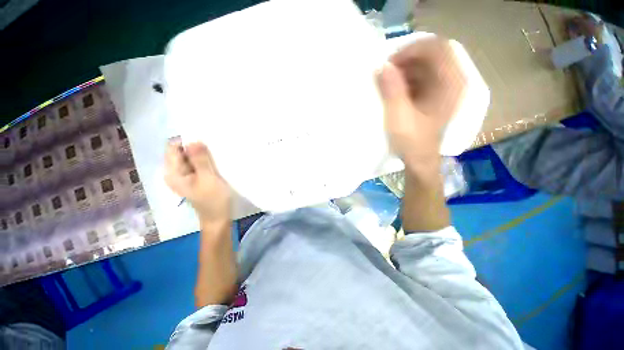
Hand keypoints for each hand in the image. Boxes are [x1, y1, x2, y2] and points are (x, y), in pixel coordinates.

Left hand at [165, 140, 230, 222]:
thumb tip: (193, 141)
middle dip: (197, 148)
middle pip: (182, 152)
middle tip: (214, 148)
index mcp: (173, 173)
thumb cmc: (213, 200)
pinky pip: (197, 164)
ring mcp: (186, 176)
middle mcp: (176, 172)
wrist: (218, 218)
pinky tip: (216, 161)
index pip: (174, 148)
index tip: (205, 141)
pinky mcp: (195, 179)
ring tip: (217, 154)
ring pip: (191, 158)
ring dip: (203, 154)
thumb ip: (200, 160)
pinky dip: (205, 161)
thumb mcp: (208, 179)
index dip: (188, 142)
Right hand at [377, 37, 465, 169]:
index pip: (436, 48)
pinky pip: (422, 78)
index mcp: (450, 84)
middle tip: (386, 71)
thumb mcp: (399, 116)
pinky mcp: (434, 97)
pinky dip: (407, 78)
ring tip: (387, 81)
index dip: (413, 49)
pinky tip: (394, 89)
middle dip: (407, 59)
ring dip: (405, 69)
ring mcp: (444, 89)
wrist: (419, 160)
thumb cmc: (412, 141)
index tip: (390, 62)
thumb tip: (382, 66)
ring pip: (426, 66)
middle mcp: (452, 82)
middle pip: (431, 54)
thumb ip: (391, 90)